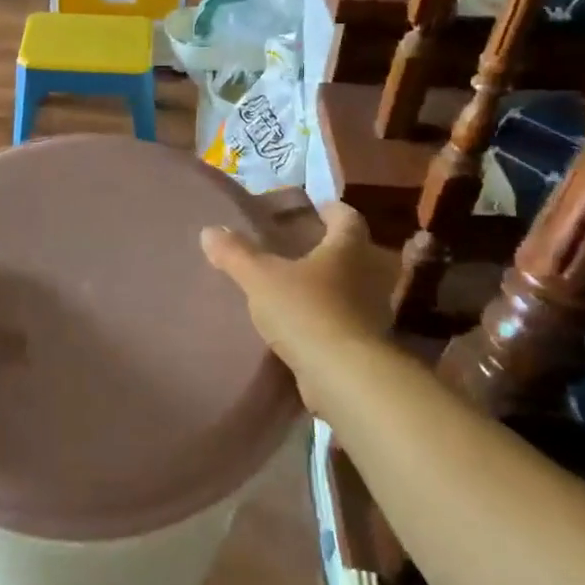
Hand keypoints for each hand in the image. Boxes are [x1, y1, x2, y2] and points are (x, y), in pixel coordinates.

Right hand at [201, 203, 395, 413]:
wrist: (343, 374)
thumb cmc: (305, 310)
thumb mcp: (260, 277)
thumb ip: (236, 253)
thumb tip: (210, 231)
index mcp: (348, 248)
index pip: (347, 217)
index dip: (331, 210)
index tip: (314, 210)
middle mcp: (370, 273)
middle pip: (358, 251)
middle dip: (334, 247)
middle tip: (304, 247)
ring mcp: (374, 310)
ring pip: (357, 286)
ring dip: (335, 283)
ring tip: (302, 285)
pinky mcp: (368, 342)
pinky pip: (351, 319)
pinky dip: (334, 315)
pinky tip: (308, 322)